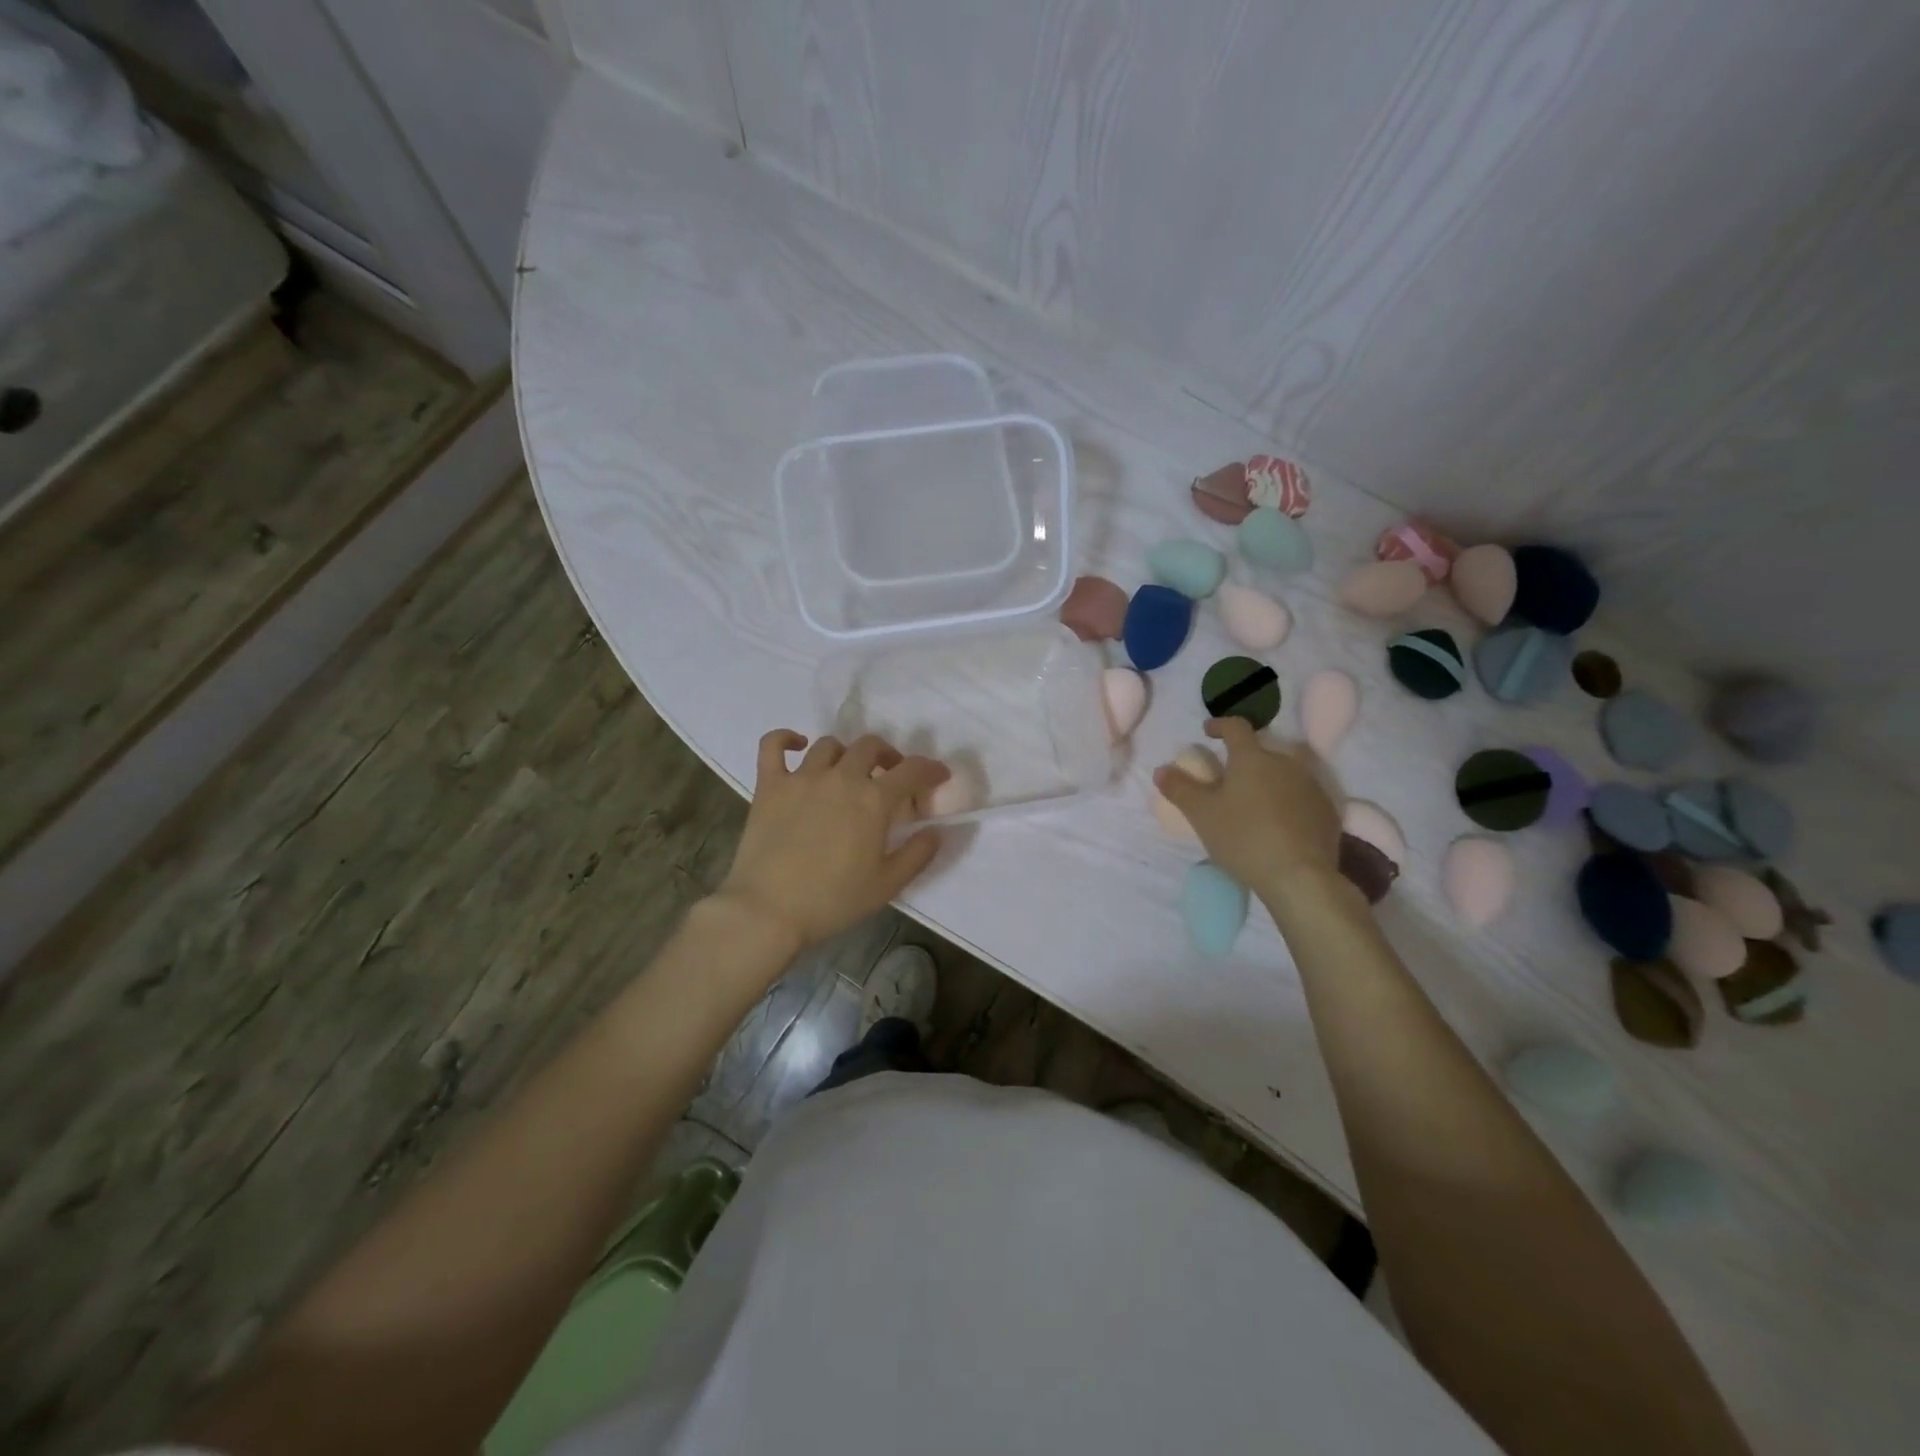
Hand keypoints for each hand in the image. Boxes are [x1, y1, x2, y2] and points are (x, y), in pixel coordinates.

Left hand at [716, 730, 947, 949]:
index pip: (912, 770)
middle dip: (888, 756)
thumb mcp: (886, 885)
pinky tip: (797, 745)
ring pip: (829, 745)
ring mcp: (802, 777)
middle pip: (871, 746)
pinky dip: (786, 738)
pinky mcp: (770, 785)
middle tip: (890, 775)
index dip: (931, 769)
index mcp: (873, 800)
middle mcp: (841, 778)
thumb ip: (917, 854)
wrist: (768, 911)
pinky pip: (773, 745)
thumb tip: (935, 830)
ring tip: (847, 771)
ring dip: (846, 753)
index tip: (938, 775)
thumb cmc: (832, 901)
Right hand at [1153, 718, 1341, 897]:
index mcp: (1252, 758)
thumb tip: (1161, 769)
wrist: (1299, 876)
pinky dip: (1288, 802)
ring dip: (1269, 781)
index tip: (1208, 731)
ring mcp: (1311, 786)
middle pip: (1263, 752)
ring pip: (1285, 774)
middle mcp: (1286, 763)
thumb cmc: (1243, 837)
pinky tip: (1280, 824)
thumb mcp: (1201, 814)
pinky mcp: (1328, 811)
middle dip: (1245, 760)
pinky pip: (1303, 797)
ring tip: (1254, 803)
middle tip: (1229, 779)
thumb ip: (1180, 788)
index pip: (1236, 727)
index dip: (1220, 725)